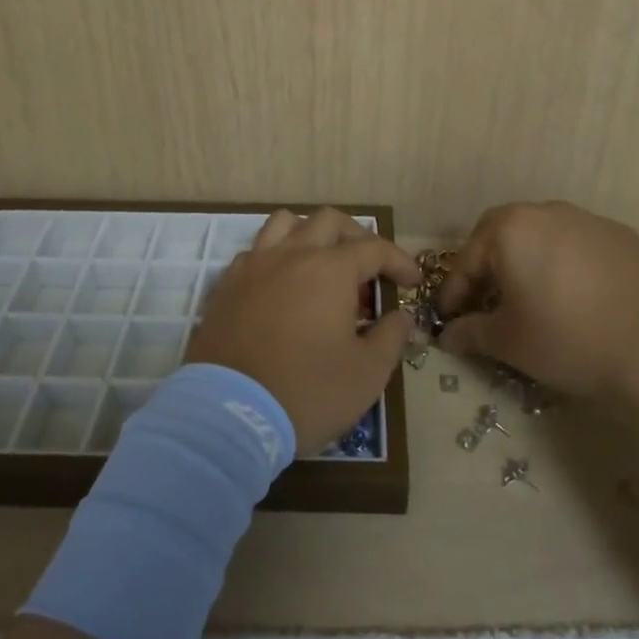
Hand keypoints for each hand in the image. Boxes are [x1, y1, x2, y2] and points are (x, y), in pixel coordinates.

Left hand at [186, 208, 420, 455]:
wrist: (227, 416)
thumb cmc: (306, 393)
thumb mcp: (367, 374)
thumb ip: (391, 337)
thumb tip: (401, 316)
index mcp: (330, 270)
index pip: (374, 248)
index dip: (399, 261)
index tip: (412, 281)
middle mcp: (291, 255)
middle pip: (329, 221)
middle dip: (357, 237)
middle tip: (370, 268)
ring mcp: (254, 266)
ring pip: (285, 223)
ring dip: (311, 234)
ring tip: (323, 263)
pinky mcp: (227, 285)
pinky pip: (255, 251)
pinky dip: (276, 256)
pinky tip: (283, 285)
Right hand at [437, 201, 638, 397]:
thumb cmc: (568, 339)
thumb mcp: (509, 342)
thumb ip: (471, 333)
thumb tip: (448, 335)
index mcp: (510, 229)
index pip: (468, 259)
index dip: (454, 292)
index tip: (449, 318)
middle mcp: (546, 212)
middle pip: (502, 234)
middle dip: (487, 265)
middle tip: (485, 300)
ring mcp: (588, 220)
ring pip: (542, 235)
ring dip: (527, 261)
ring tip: (531, 297)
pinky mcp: (622, 236)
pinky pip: (578, 244)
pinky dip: (565, 264)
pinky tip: (575, 296)